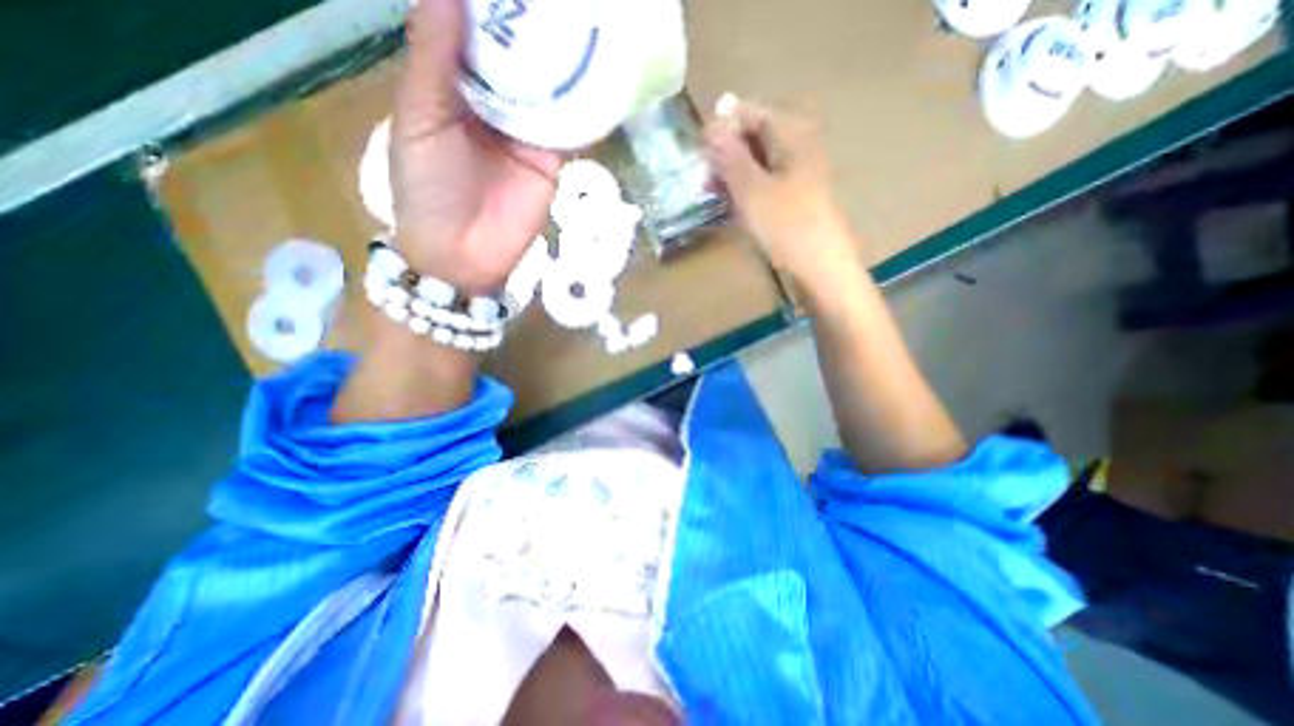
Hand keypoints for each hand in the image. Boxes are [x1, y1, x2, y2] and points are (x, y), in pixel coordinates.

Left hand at [391, 0, 558, 294]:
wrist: (463, 252)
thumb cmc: (429, 186)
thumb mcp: (420, 117)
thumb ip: (434, 58)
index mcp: (453, 86)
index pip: (473, 32)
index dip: (489, 4)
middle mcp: (493, 103)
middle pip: (515, 56)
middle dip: (532, 24)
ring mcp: (526, 132)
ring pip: (546, 86)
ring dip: (560, 56)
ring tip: (582, 14)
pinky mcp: (551, 159)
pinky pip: (568, 125)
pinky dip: (581, 102)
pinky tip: (595, 69)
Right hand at [705, 100, 855, 284]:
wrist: (820, 266)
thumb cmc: (786, 226)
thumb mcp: (751, 190)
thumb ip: (730, 156)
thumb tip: (711, 126)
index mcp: (792, 135)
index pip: (750, 112)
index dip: (722, 127)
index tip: (700, 153)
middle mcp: (797, 146)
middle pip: (754, 136)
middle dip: (725, 153)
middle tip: (705, 178)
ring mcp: (797, 173)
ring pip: (756, 161)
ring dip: (732, 173)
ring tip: (713, 193)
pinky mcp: (794, 196)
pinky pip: (764, 181)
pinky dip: (745, 188)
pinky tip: (732, 204)